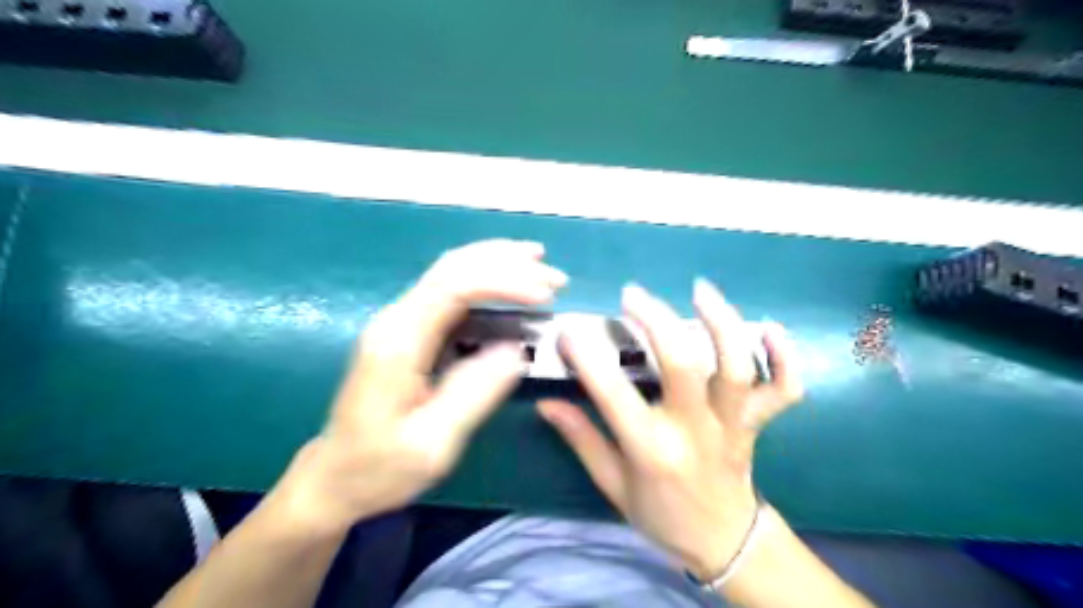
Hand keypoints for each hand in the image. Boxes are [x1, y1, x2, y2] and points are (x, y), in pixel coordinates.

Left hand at [269, 239, 568, 536]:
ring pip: (451, 270)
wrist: (334, 477)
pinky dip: (485, 277)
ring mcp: (400, 320)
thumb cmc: (380, 467)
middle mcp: (396, 319)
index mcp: (399, 342)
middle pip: (453, 267)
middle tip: (556, 278)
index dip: (504, 281)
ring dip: (498, 262)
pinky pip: (450, 288)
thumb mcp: (433, 443)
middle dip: (508, 263)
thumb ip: (475, 392)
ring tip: (540, 263)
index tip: (545, 296)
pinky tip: (509, 279)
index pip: (454, 286)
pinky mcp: (408, 329)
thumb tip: (517, 349)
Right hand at [541, 281, 802, 578]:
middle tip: (632, 295)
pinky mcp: (757, 423)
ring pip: (735, 367)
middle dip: (656, 321)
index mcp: (652, 450)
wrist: (724, 543)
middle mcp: (695, 430)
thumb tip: (547, 403)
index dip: (588, 358)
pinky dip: (784, 357)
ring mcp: (732, 424)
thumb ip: (581, 439)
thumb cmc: (661, 515)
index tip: (569, 331)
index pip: (613, 394)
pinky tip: (769, 327)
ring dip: (721, 323)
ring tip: (700, 290)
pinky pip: (784, 389)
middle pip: (682, 365)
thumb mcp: (612, 485)